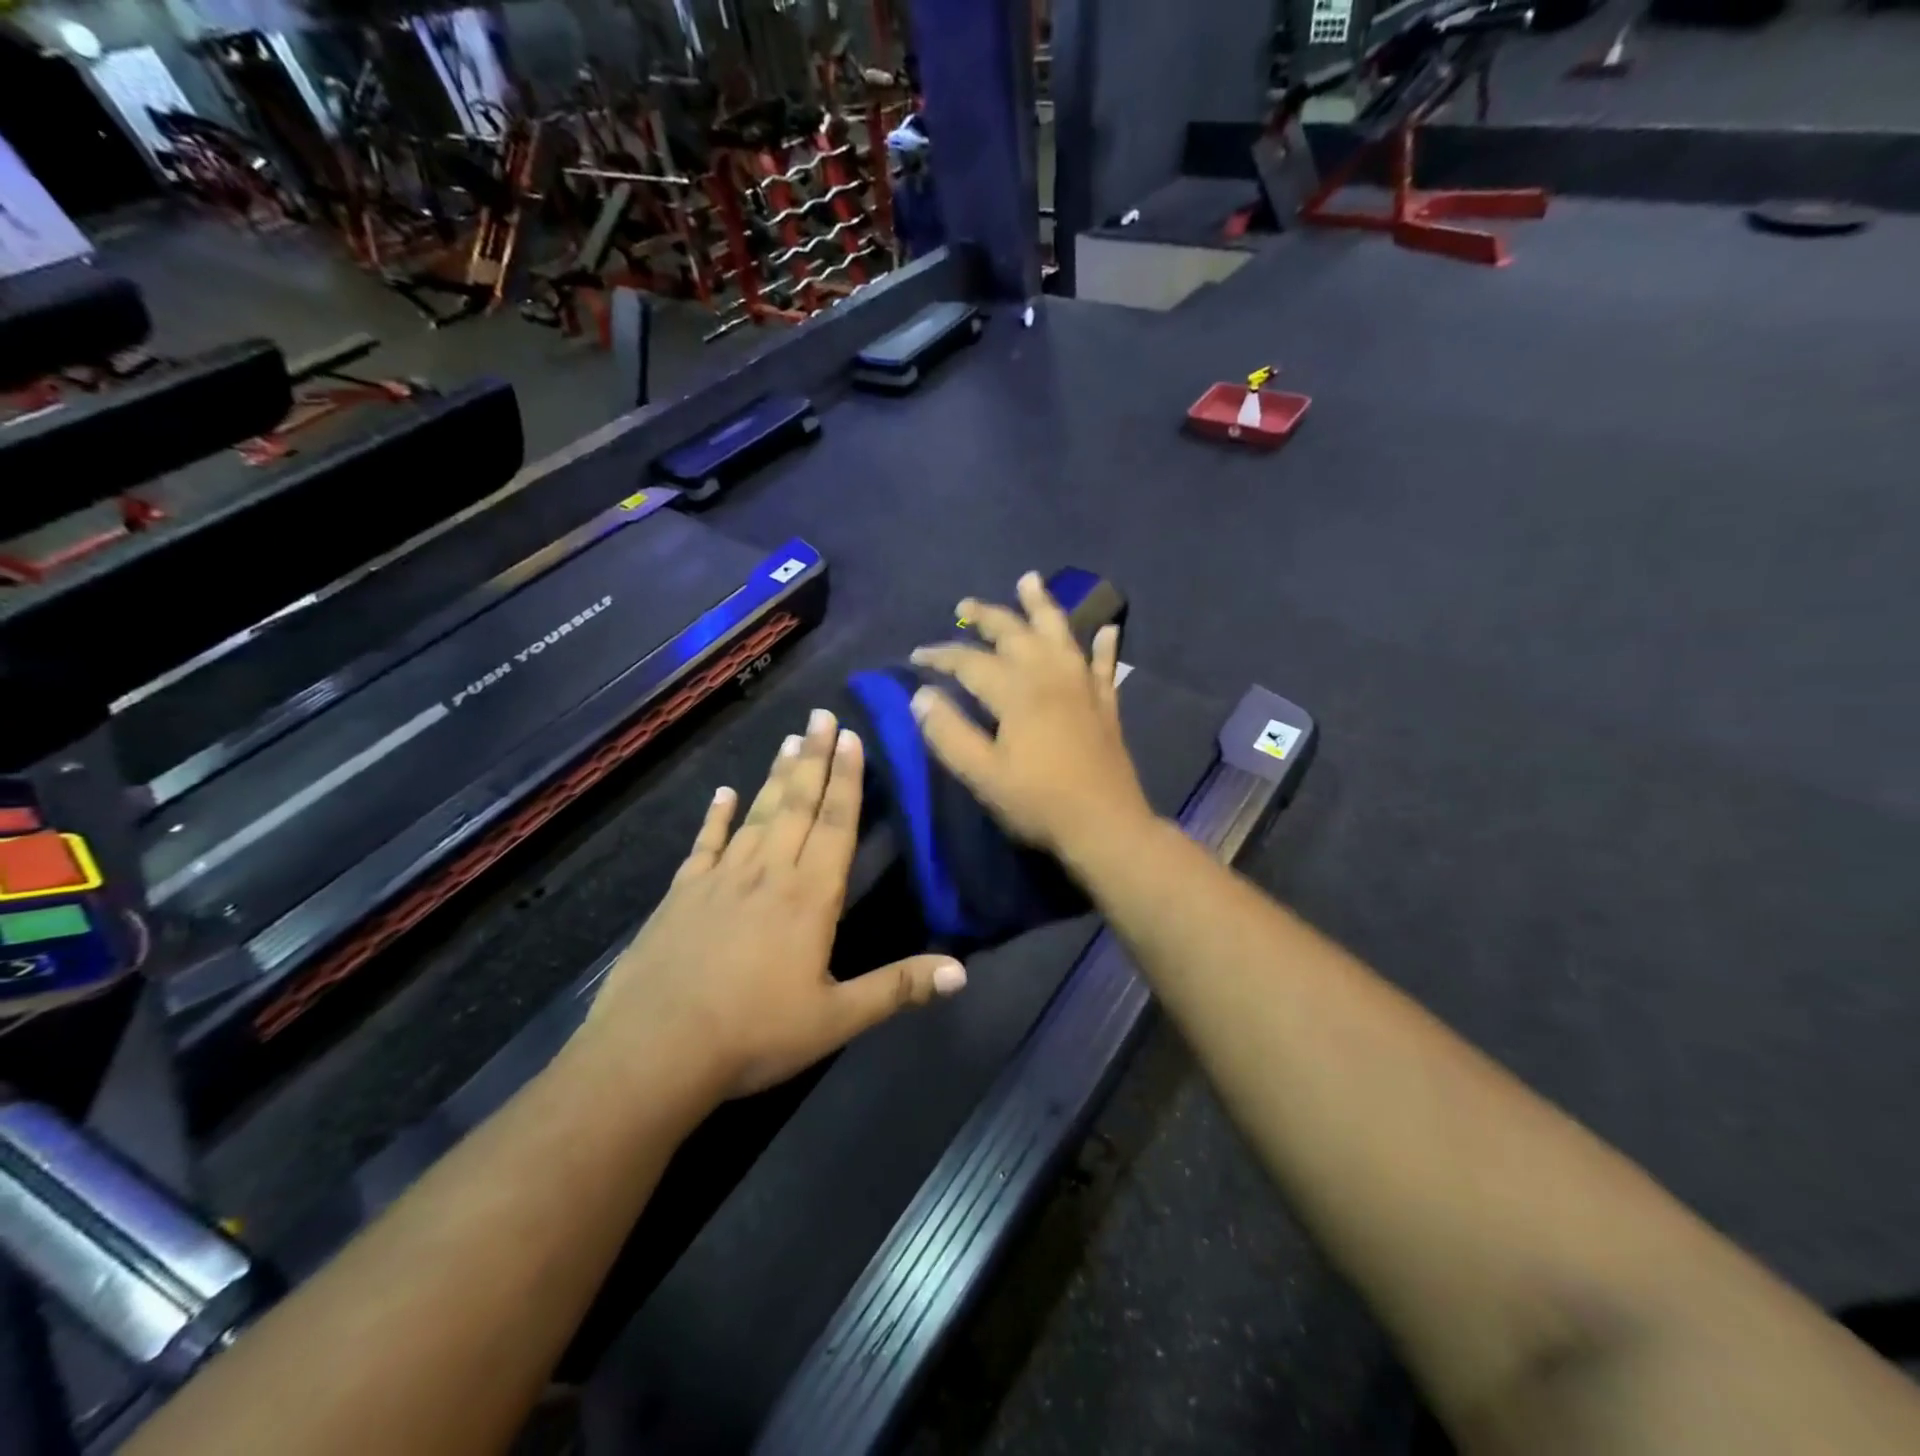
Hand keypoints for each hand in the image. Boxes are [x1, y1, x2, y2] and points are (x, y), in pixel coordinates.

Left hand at [581, 709, 966, 1101]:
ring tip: (791, 740)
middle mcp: (768, 873)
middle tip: (822, 715)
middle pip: (796, 805)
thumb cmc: (754, 1034)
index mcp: (809, 897)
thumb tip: (961, 972)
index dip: (848, 780)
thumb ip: (898, 988)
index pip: (835, 825)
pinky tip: (721, 793)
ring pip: (756, 815)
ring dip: (775, 776)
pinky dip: (715, 817)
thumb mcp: (836, 1019)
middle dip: (815, 759)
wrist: (655, 1050)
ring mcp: (721, 879)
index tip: (851, 738)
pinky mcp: (682, 893)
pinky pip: (705, 844)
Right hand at [908, 572, 1155, 859]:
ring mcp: (1082, 687)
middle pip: (1014, 633)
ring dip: (1042, 606)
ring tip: (1029, 581)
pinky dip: (1103, 645)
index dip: (941, 656)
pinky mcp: (1105, 704)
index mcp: (1016, 692)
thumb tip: (922, 697)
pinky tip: (1106, 629)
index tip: (917, 656)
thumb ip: (949, 734)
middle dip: (987, 616)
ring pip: (1060, 634)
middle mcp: (1050, 676)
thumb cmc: (1038, 802)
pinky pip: (1104, 665)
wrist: (1104, 825)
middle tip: (965, 605)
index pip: (970, 662)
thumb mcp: (982, 775)